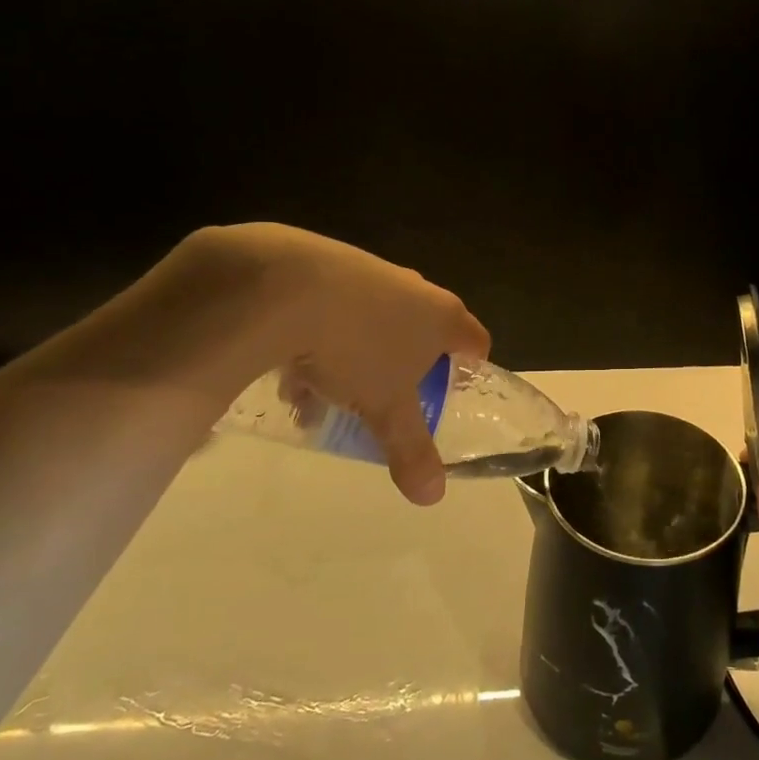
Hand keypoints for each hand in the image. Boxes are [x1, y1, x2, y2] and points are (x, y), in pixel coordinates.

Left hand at [180, 225, 489, 504]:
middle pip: (423, 331)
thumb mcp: (385, 409)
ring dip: (359, 356)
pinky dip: (324, 335)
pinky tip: (292, 365)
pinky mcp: (329, 263)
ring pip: (376, 322)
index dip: (470, 368)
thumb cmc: (356, 348)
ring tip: (325, 393)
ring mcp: (372, 271)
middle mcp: (415, 287)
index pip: (475, 340)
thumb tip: (433, 497)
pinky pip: (338, 307)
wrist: (283, 286)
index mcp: (442, 316)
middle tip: (386, 399)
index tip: (451, 392)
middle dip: (405, 368)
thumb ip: (411, 450)